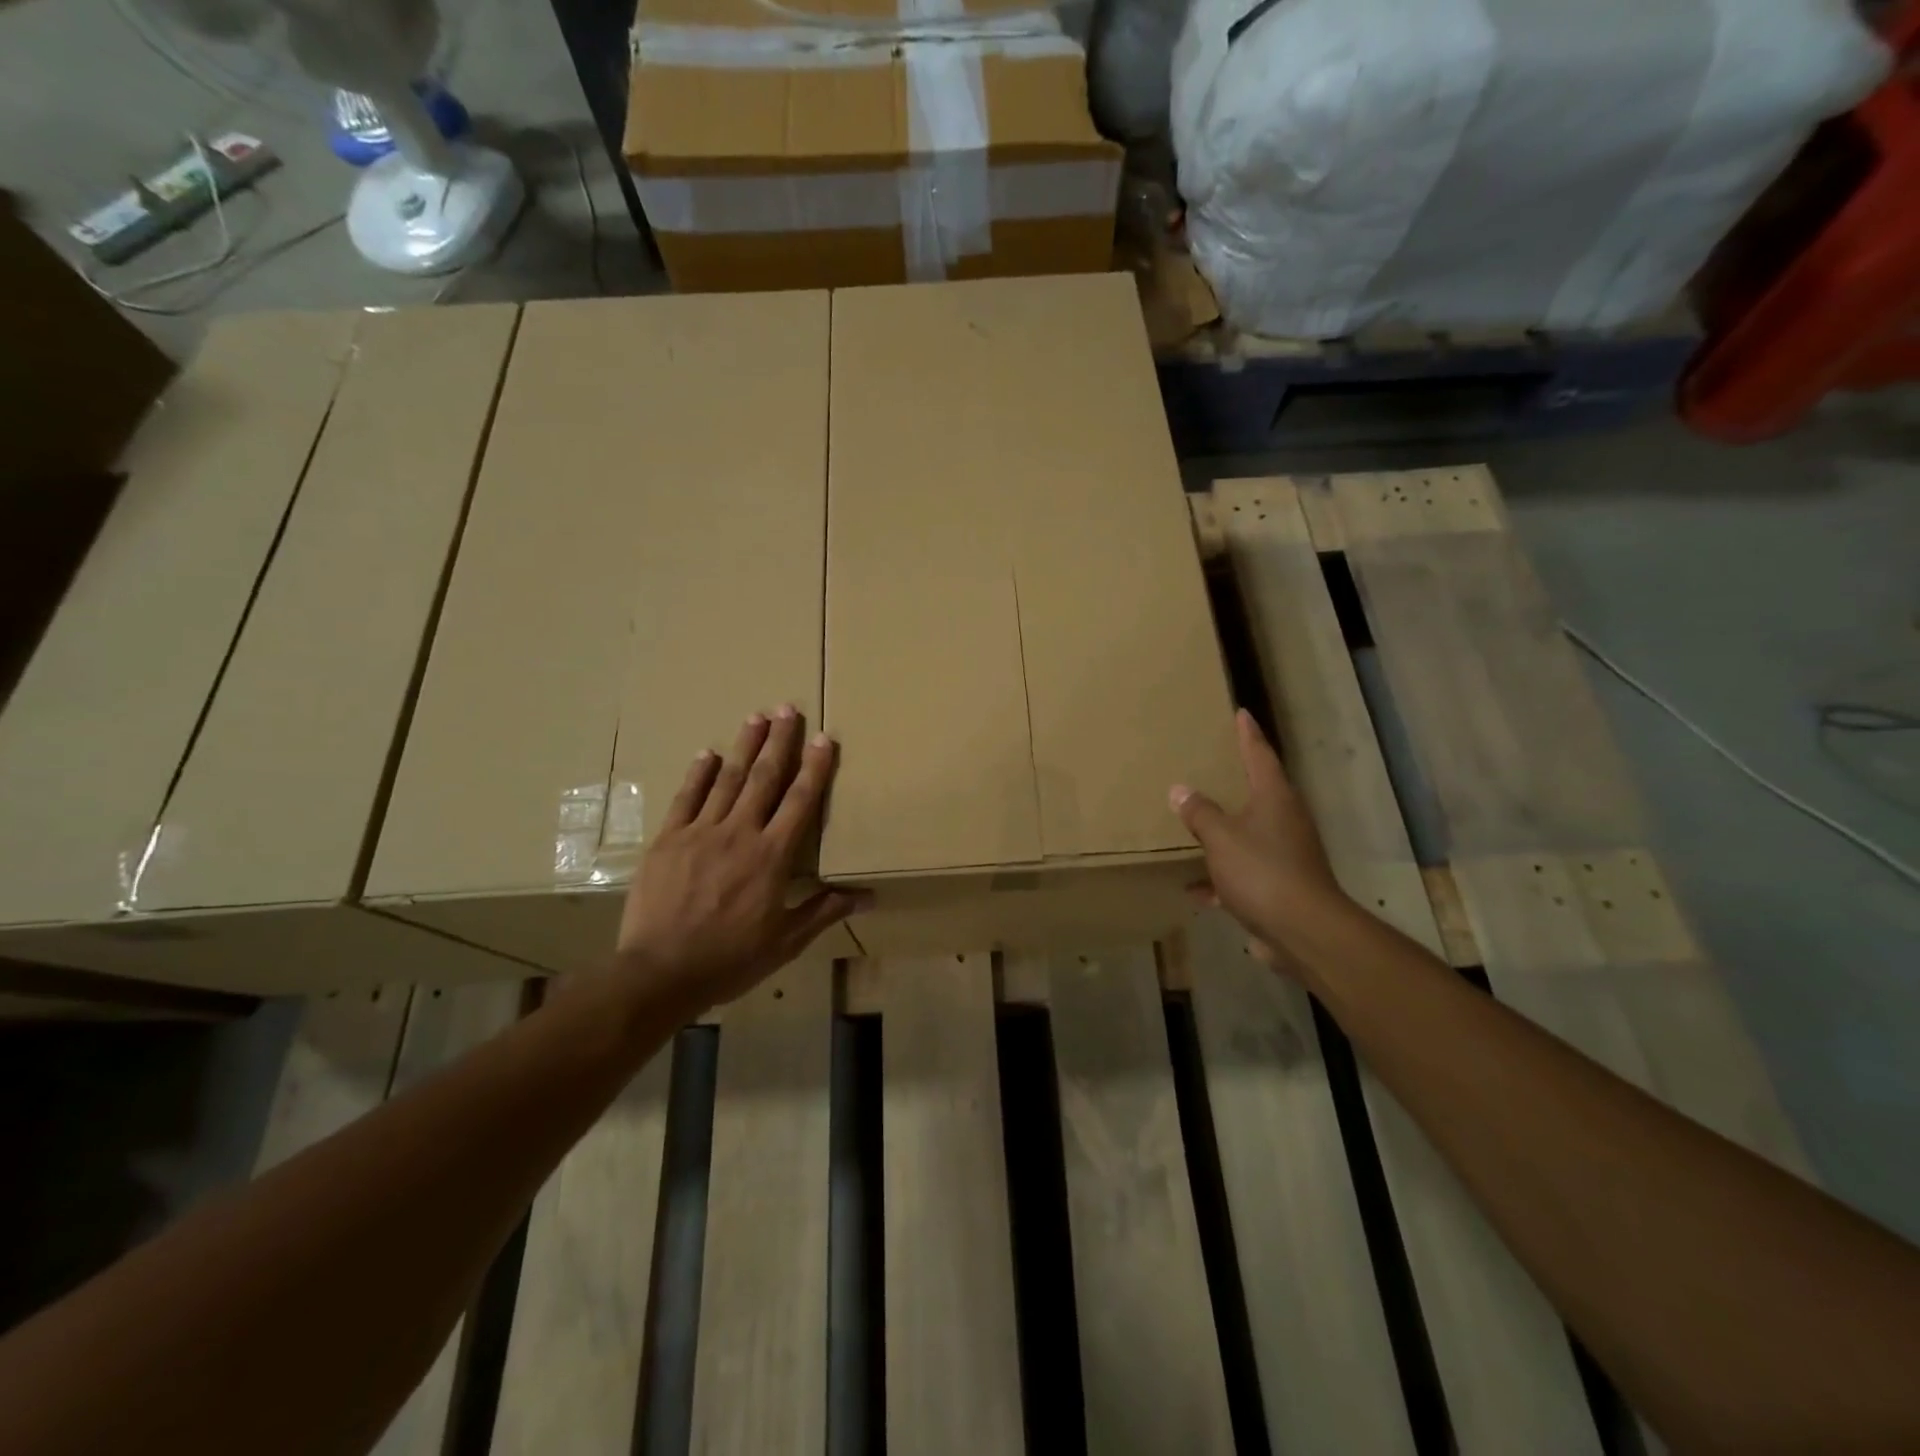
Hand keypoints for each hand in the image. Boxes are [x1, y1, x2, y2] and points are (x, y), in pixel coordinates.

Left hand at [614, 705, 860, 1016]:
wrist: (659, 973)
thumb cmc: (730, 960)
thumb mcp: (785, 942)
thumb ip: (824, 911)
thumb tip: (868, 896)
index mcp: (772, 856)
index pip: (800, 801)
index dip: (814, 768)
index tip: (823, 738)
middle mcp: (739, 834)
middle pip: (765, 778)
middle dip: (779, 741)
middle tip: (787, 708)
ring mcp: (700, 833)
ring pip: (728, 780)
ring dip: (744, 746)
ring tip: (756, 716)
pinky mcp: (668, 840)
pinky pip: (686, 798)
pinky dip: (699, 774)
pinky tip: (709, 752)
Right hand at [1170, 709, 1344, 959]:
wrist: (1303, 931)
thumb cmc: (1262, 871)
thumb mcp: (1221, 837)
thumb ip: (1199, 812)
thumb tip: (1180, 790)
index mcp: (1274, 798)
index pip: (1259, 755)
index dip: (1248, 734)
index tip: (1241, 713)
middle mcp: (1285, 820)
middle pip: (1259, 792)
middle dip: (1237, 781)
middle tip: (1214, 763)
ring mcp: (1285, 854)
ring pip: (1249, 834)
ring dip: (1225, 832)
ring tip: (1198, 823)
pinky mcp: (1279, 886)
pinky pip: (1243, 872)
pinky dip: (1221, 877)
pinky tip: (1194, 888)